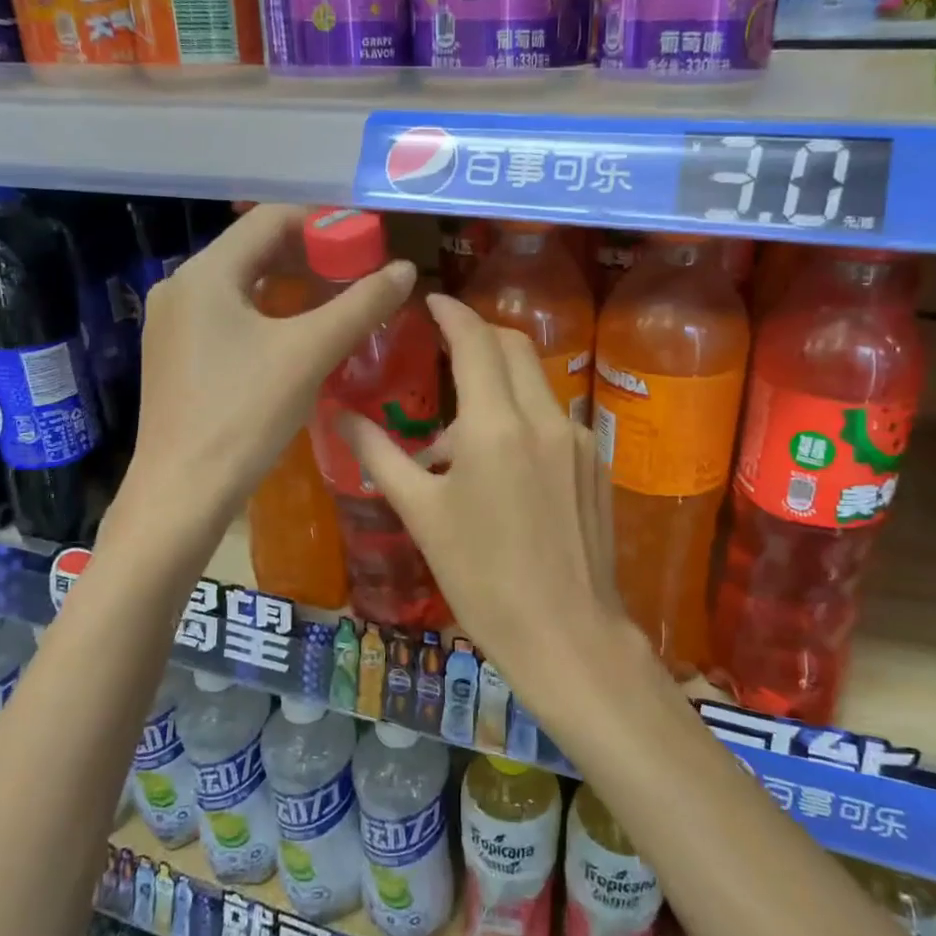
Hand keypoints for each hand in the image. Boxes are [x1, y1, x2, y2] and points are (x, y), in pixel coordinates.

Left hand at [108, 205, 415, 538]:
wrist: (182, 494)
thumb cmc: (245, 415)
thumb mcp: (310, 353)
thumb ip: (361, 305)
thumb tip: (405, 269)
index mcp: (205, 273)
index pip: (270, 218)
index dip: (323, 221)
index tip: (366, 238)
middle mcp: (181, 286)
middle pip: (254, 248)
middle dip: (311, 254)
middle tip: (359, 270)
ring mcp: (173, 324)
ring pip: (243, 284)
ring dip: (292, 284)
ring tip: (338, 299)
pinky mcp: (177, 356)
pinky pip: (229, 315)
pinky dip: (269, 312)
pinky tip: (298, 335)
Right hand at [337, 295, 647, 714]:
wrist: (567, 633)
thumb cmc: (482, 578)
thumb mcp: (421, 515)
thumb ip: (380, 456)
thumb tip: (341, 417)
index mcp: (496, 425)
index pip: (475, 340)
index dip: (452, 313)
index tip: (431, 302)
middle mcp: (544, 418)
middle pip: (513, 347)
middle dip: (479, 336)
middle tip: (445, 349)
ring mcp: (577, 440)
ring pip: (536, 382)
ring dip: (498, 384)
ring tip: (460, 437)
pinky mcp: (594, 464)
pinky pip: (553, 418)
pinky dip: (523, 417)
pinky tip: (501, 466)